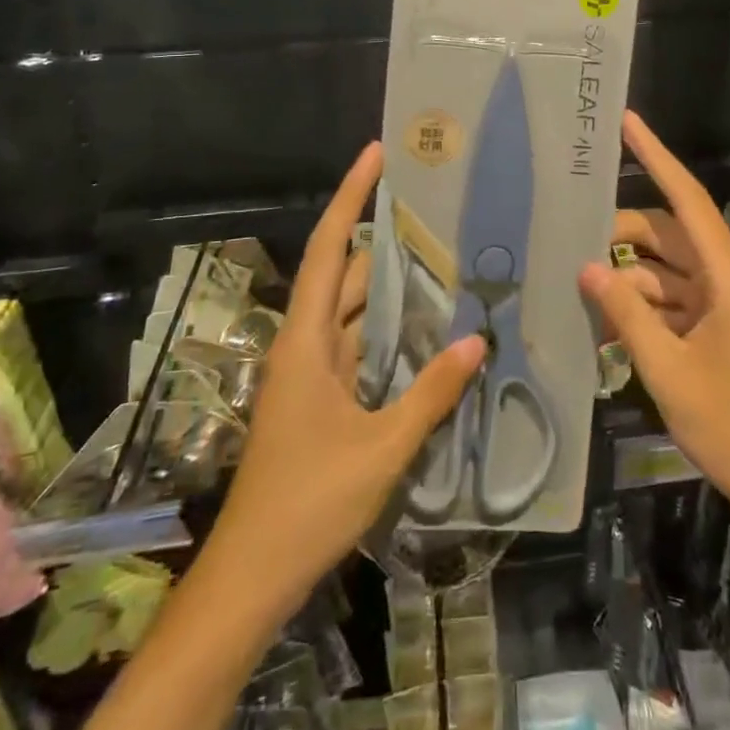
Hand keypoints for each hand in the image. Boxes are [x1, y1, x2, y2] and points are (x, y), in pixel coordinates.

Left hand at [213, 143, 485, 612]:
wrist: (252, 575)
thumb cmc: (309, 502)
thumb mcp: (381, 448)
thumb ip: (431, 393)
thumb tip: (476, 341)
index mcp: (305, 340)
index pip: (327, 248)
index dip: (350, 197)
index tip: (376, 154)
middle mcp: (304, 344)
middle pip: (342, 272)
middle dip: (381, 236)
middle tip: (432, 206)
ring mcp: (311, 373)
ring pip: (352, 310)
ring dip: (387, 284)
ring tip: (441, 254)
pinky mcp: (320, 399)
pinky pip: (358, 345)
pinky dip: (387, 328)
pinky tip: (426, 325)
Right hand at [581, 114, 729, 538]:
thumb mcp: (669, 370)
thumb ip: (627, 314)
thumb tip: (588, 268)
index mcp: (728, 275)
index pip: (687, 199)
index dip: (656, 156)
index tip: (627, 122)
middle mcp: (728, 278)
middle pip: (669, 235)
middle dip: (623, 235)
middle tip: (574, 242)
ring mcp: (724, 304)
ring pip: (667, 269)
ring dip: (628, 278)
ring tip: (582, 289)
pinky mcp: (718, 329)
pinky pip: (673, 301)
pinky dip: (643, 307)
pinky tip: (607, 323)